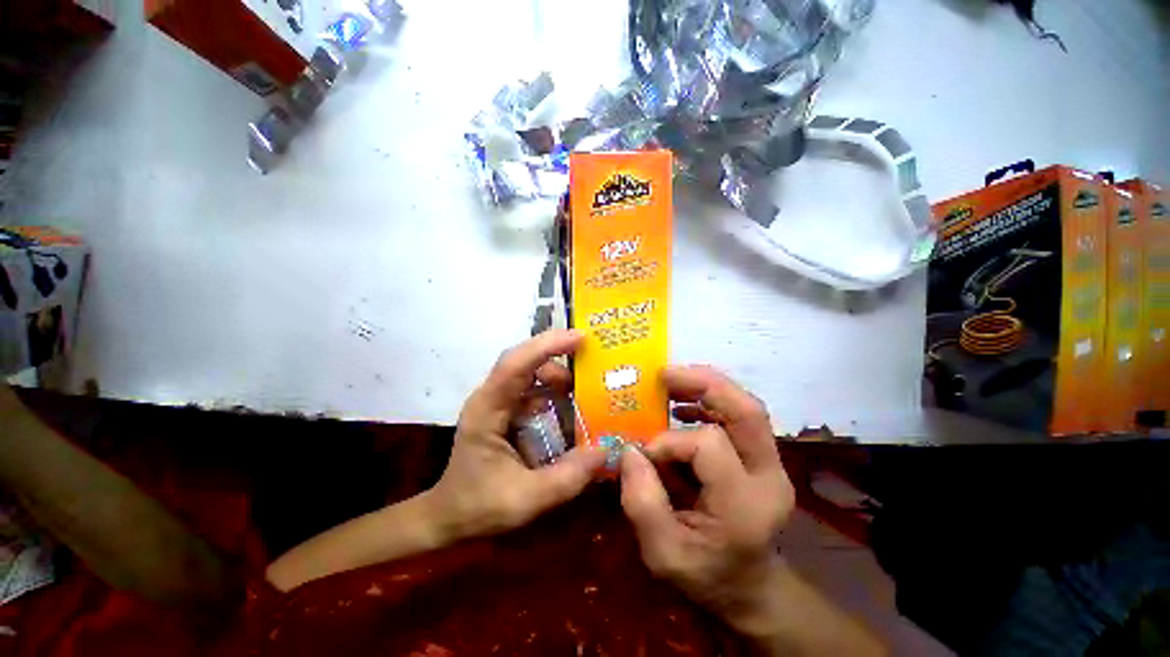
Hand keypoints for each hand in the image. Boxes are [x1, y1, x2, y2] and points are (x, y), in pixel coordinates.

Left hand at [428, 329, 605, 541]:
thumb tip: (606, 449)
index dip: (546, 346)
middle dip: (556, 352)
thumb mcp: (526, 499)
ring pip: (530, 371)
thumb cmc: (479, 507)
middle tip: (591, 358)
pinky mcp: (507, 409)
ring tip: (584, 388)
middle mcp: (491, 397)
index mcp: (487, 409)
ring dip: (558, 373)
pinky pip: (533, 388)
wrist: (449, 516)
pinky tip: (572, 402)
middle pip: (523, 359)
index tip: (579, 338)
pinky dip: (555, 389)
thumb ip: (567, 478)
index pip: (515, 364)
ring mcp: (498, 401)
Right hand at [619, 365, 794, 630]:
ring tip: (670, 381)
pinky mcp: (762, 457)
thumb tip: (630, 449)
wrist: (750, 590)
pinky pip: (739, 416)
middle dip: (704, 384)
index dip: (669, 442)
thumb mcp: (662, 554)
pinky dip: (710, 401)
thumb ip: (641, 502)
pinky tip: (684, 406)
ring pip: (746, 407)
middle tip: (665, 374)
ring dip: (707, 387)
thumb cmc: (705, 576)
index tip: (643, 454)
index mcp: (745, 505)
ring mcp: (771, 464)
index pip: (709, 446)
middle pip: (747, 411)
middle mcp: (769, 476)